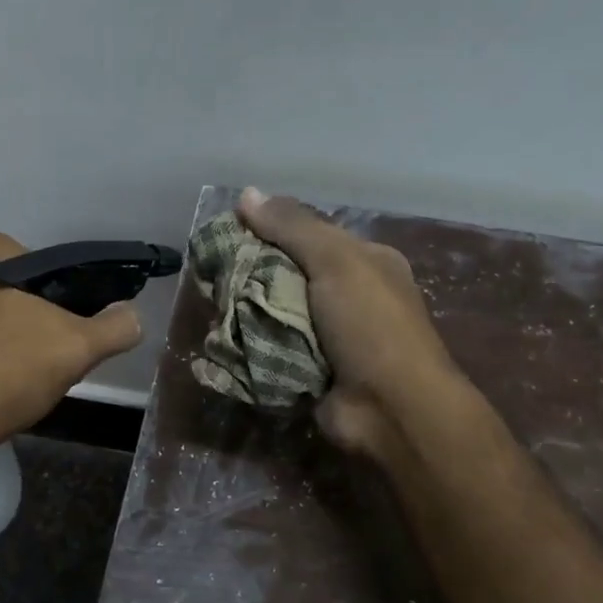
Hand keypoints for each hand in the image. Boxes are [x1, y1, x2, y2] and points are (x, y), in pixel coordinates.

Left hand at [0, 232, 144, 454]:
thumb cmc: (0, 372)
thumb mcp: (75, 348)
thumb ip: (114, 328)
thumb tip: (133, 317)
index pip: (46, 269)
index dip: (66, 305)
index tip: (69, 339)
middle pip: (15, 295)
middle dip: (34, 326)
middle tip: (45, 365)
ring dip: (7, 345)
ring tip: (15, 384)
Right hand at [237, 188, 470, 460]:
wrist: (392, 409)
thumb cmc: (370, 324)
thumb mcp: (336, 261)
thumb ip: (292, 226)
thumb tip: (247, 193)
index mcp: (364, 262)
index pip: (308, 234)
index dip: (268, 229)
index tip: (228, 230)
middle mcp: (347, 296)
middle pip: (287, 273)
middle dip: (251, 274)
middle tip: (211, 273)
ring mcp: (329, 336)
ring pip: (275, 313)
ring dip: (246, 313)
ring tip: (211, 306)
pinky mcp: (310, 370)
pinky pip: (271, 349)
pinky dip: (250, 346)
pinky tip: (221, 339)